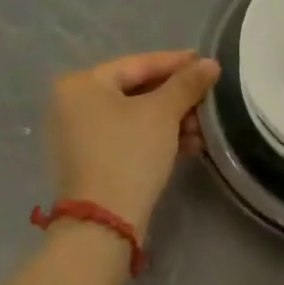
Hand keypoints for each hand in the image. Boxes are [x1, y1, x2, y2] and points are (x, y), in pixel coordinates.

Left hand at [48, 50, 220, 233]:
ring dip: (173, 120)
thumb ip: (187, 83)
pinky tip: (190, 145)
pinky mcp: (92, 162)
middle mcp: (73, 105)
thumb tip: (210, 63)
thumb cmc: (129, 152)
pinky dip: (158, 138)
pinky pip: (129, 138)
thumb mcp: (163, 112)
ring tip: (205, 127)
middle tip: (209, 98)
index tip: (207, 63)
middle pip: (136, 90)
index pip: (137, 64)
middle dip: (177, 97)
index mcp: (81, 84)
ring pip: (136, 117)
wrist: (104, 221)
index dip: (176, 63)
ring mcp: (80, 136)